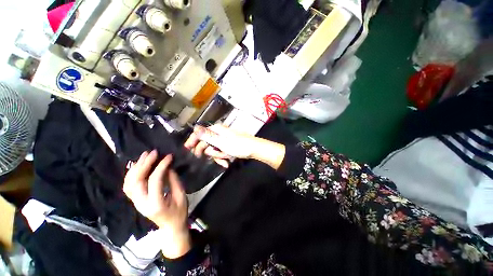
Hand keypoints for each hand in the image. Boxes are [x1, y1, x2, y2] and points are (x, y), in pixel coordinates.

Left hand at [123, 150, 190, 258]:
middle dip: (144, 164)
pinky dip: (131, 174)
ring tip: (145, 155)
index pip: (154, 181)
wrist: (171, 227)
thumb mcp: (181, 196)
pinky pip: (128, 186)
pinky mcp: (136, 201)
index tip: (169, 156)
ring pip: (129, 183)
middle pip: (136, 181)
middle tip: (154, 152)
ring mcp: (136, 202)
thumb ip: (174, 180)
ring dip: (136, 167)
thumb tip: (168, 166)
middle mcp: (141, 203)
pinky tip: (138, 165)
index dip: (161, 166)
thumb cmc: (179, 212)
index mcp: (155, 204)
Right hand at [185, 125, 258, 163]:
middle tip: (216, 156)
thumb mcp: (222, 142)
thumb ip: (208, 136)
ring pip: (213, 149)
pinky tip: (226, 162)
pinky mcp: (227, 145)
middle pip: (207, 143)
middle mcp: (219, 133)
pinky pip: (220, 152)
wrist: (254, 149)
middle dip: (211, 152)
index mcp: (217, 130)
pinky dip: (222, 157)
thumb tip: (195, 128)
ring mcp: (223, 140)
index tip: (187, 148)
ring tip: (226, 158)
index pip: (200, 133)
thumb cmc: (239, 145)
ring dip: (218, 156)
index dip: (193, 140)